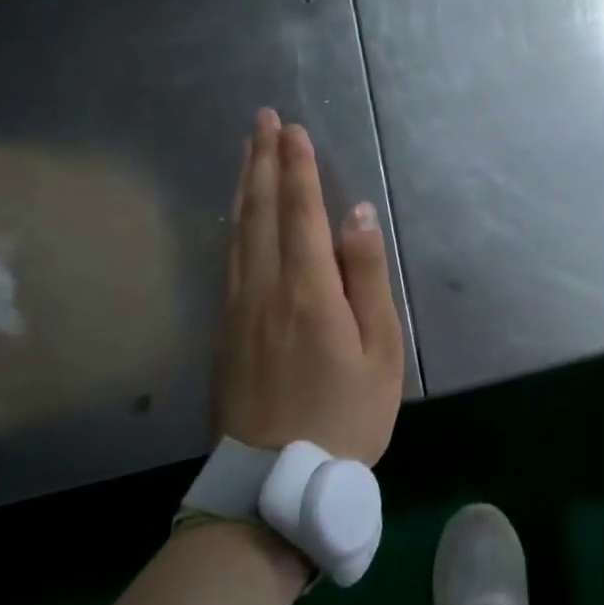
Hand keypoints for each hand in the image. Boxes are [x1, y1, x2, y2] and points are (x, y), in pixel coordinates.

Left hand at [217, 108, 404, 464]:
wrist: (276, 484)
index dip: (298, 167)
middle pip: (260, 211)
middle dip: (263, 161)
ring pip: (238, 232)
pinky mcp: (223, 330)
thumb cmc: (347, 414)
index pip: (301, 211)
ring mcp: (237, 309)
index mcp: (308, 289)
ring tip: (248, 151)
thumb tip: (356, 215)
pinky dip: (233, 224)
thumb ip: (366, 277)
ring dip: (244, 185)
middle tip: (262, 120)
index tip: (293, 129)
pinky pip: (228, 259)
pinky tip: (235, 215)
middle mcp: (265, 288)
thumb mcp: (380, 348)